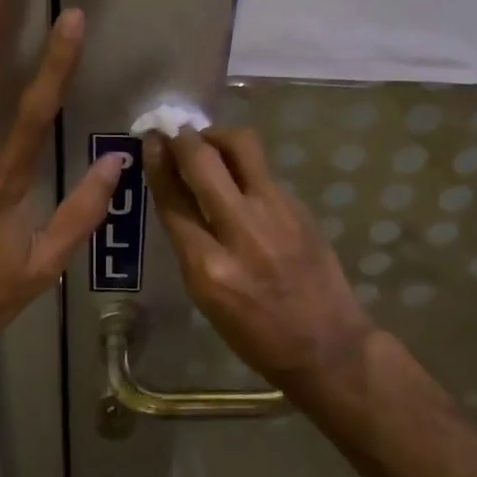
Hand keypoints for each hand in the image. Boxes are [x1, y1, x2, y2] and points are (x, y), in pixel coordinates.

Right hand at [144, 127, 374, 392]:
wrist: (326, 345)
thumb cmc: (255, 334)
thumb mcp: (205, 297)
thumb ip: (189, 242)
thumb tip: (176, 192)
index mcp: (208, 267)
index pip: (173, 199)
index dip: (157, 162)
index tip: (150, 140)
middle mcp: (241, 232)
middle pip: (202, 162)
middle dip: (183, 139)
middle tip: (174, 132)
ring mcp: (276, 214)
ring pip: (241, 148)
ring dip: (217, 137)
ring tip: (208, 144)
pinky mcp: (300, 207)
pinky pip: (263, 171)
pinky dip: (244, 165)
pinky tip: (240, 178)